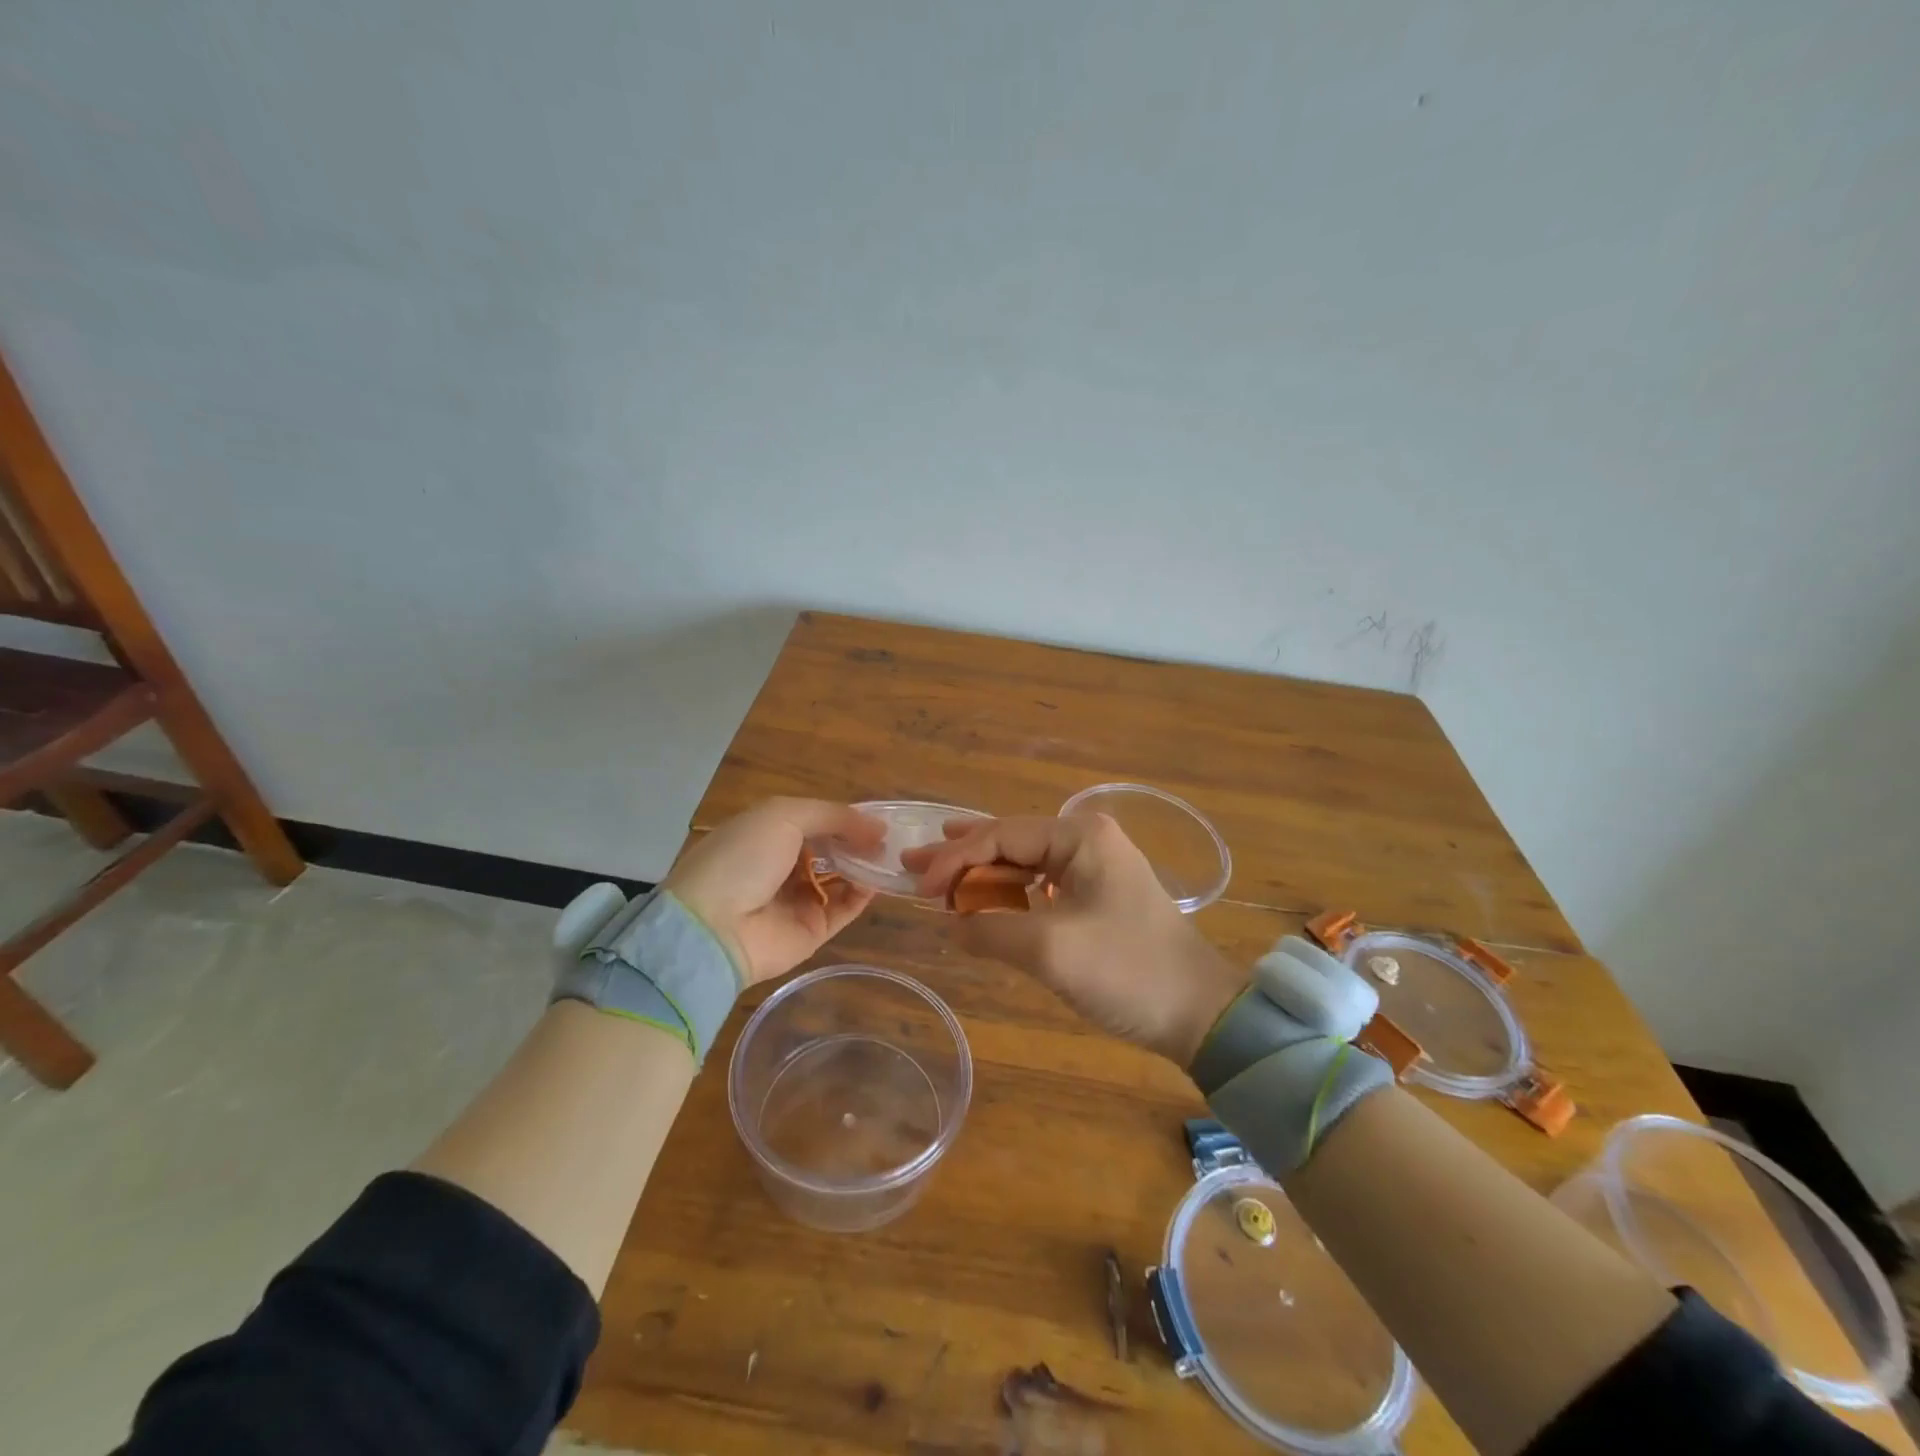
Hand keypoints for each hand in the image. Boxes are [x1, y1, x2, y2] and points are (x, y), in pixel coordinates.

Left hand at [665, 799, 883, 984]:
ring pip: (842, 879)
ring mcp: (797, 900)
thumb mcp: (783, 816)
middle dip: (859, 842)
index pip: (817, 821)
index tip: (878, 817)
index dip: (846, 818)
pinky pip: (844, 909)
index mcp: (768, 833)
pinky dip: (862, 895)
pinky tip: (876, 881)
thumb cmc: (743, 858)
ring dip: (864, 866)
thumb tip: (878, 828)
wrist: (713, 928)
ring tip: (890, 857)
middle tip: (891, 839)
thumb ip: (833, 816)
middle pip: (831, 849)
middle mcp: (783, 866)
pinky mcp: (811, 932)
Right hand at [903, 814, 1247, 1065]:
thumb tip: (952, 923)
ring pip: (1023, 863)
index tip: (919, 886)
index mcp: (1079, 836)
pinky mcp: (1097, 894)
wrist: (1198, 1012)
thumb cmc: (1126, 970)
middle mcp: (1086, 839)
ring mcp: (1094, 866)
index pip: (1001, 835)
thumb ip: (991, 929)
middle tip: (914, 863)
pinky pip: (1040, 885)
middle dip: (961, 854)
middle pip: (1009, 841)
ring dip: (982, 873)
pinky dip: (1007, 893)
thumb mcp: (1050, 949)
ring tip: (937, 874)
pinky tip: (983, 897)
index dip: (955, 859)